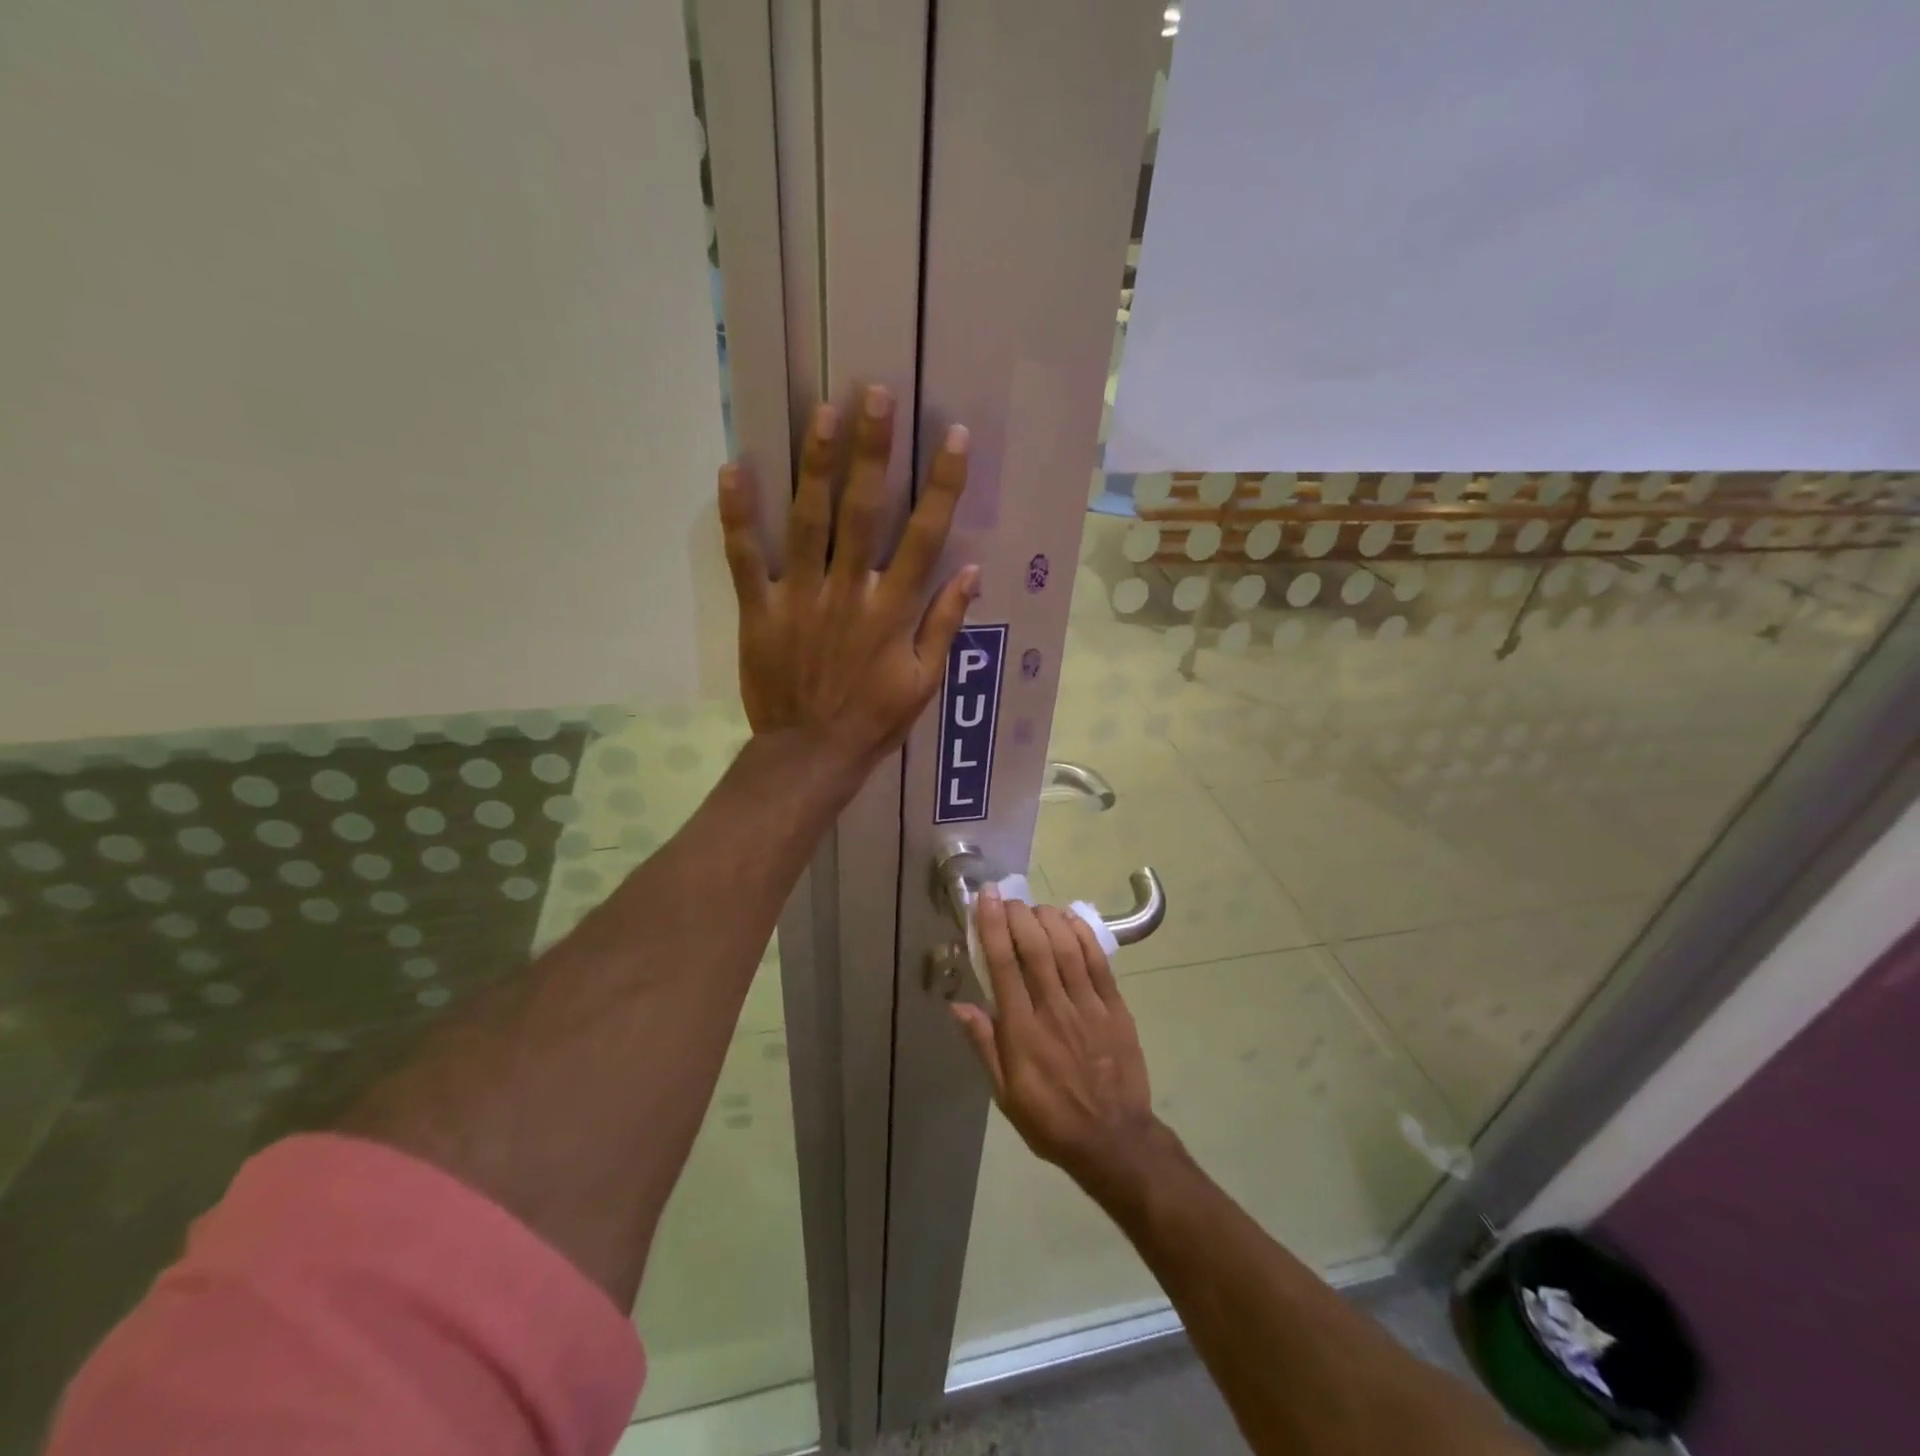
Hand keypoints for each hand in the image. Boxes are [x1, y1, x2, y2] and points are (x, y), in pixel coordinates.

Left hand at [720, 385, 977, 771]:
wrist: (811, 755)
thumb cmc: (874, 721)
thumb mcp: (923, 682)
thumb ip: (944, 625)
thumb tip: (972, 571)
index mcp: (892, 611)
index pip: (924, 537)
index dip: (942, 486)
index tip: (954, 438)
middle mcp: (849, 593)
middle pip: (862, 513)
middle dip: (872, 452)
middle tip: (874, 394)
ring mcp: (800, 598)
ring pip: (807, 522)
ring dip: (815, 465)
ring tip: (821, 412)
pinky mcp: (760, 611)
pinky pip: (746, 559)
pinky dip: (738, 516)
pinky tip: (734, 468)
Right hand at [951, 891, 1170, 1198]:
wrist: (1114, 1140)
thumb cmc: (1051, 1120)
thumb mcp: (1006, 1094)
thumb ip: (984, 1045)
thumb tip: (957, 1006)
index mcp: (1023, 1032)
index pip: (1004, 966)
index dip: (992, 926)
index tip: (985, 899)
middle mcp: (1054, 1010)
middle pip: (1035, 948)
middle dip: (1018, 915)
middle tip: (1008, 898)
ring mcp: (1088, 1006)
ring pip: (1067, 948)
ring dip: (1048, 919)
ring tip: (1035, 907)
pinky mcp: (1115, 1008)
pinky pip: (1098, 962)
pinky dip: (1083, 935)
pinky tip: (1070, 919)